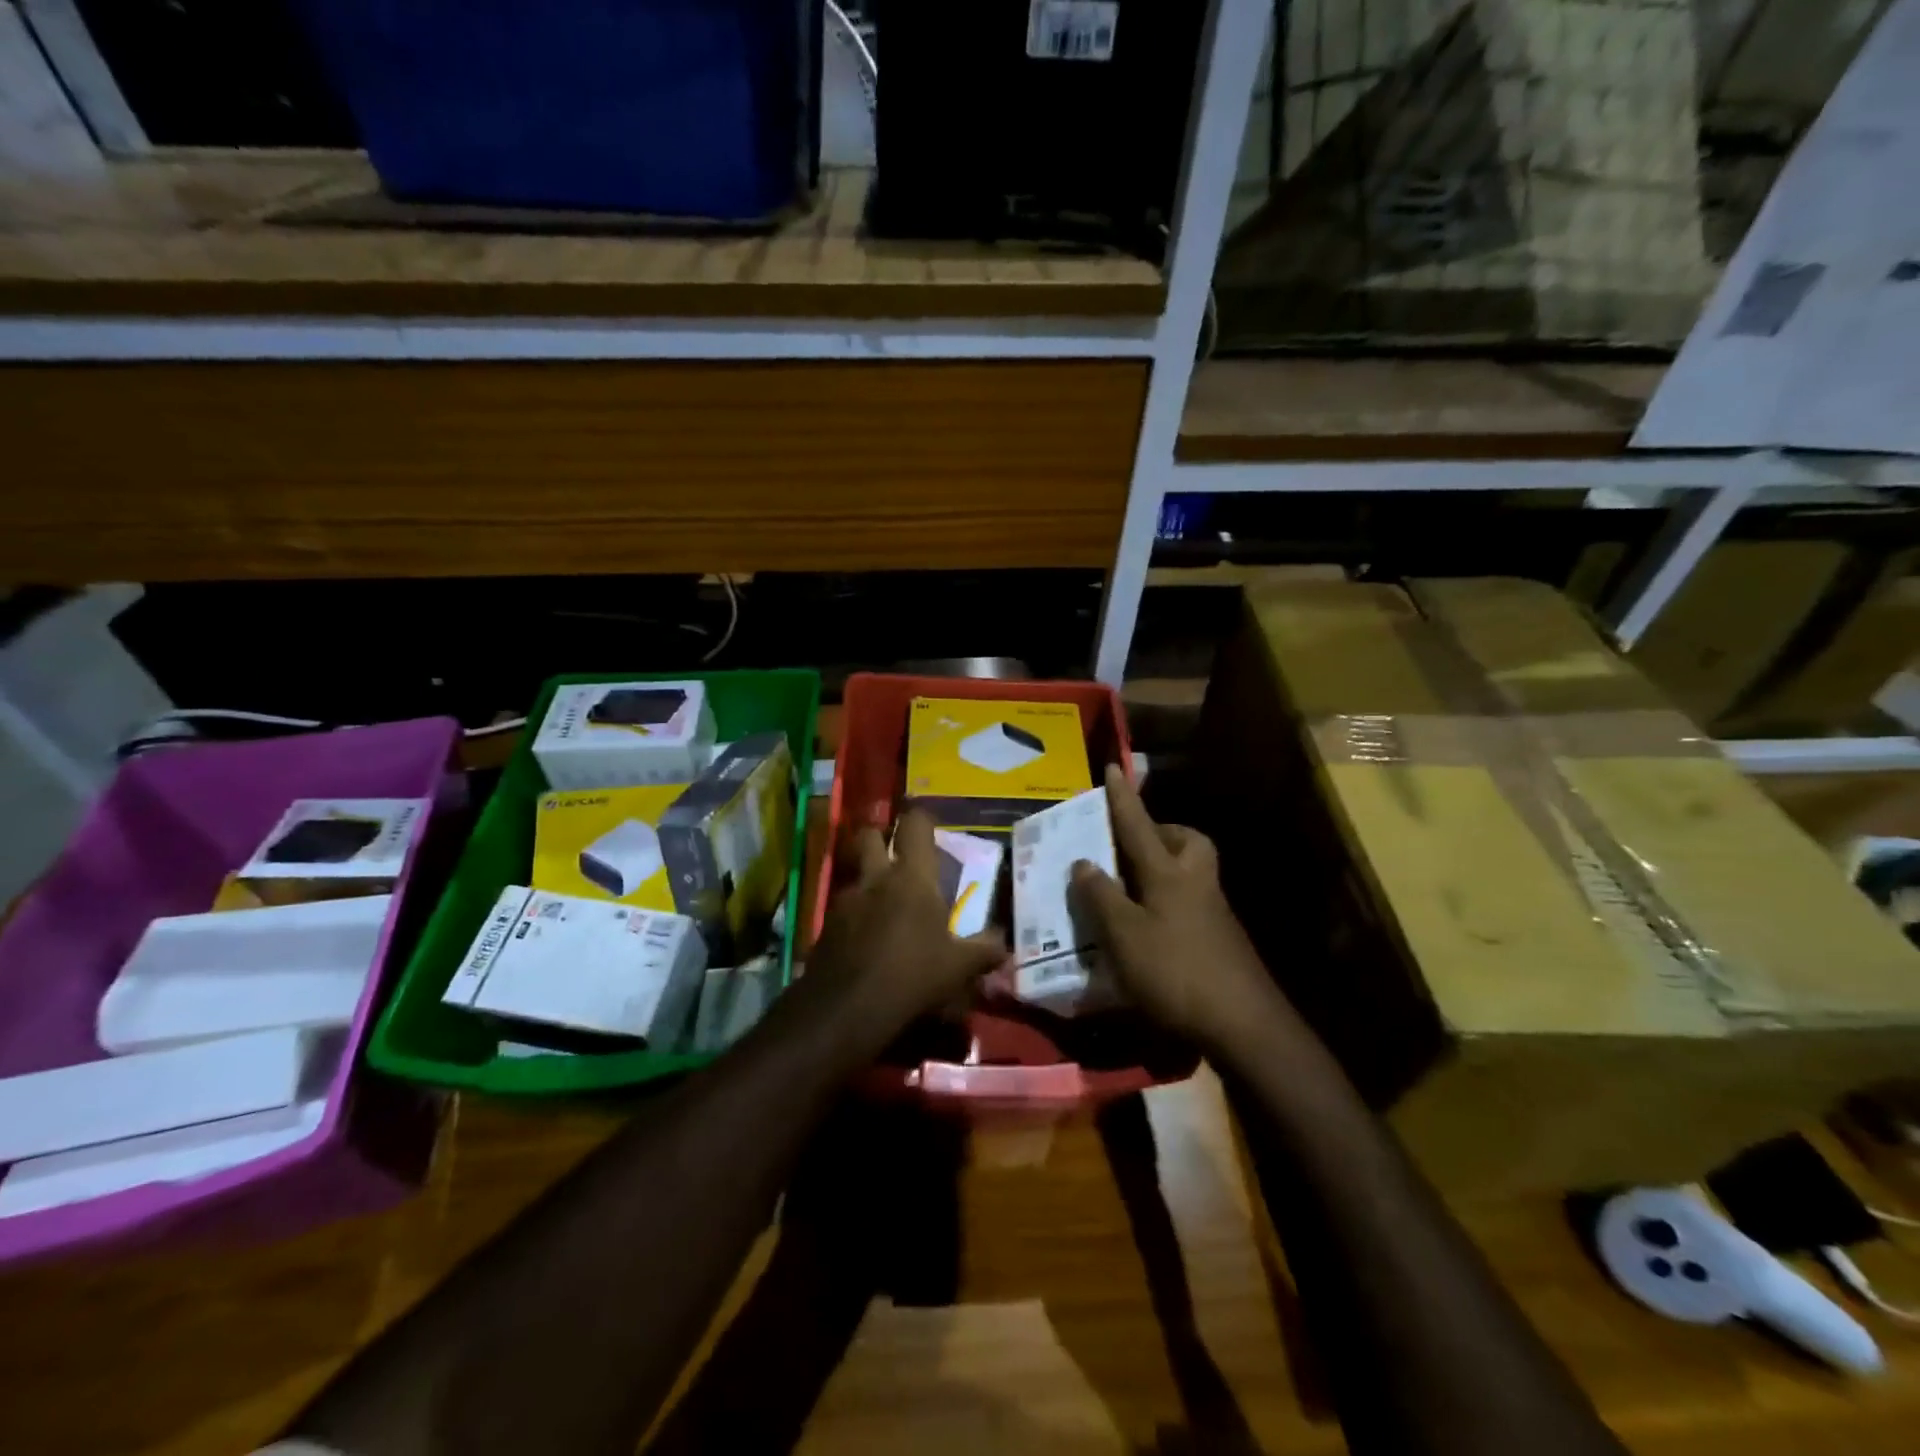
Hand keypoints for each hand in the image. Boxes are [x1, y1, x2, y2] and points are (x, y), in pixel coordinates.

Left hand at [806, 809, 1007, 1048]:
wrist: (846, 1009)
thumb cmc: (912, 975)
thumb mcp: (959, 967)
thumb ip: (984, 950)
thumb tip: (1004, 944)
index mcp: (911, 876)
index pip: (915, 825)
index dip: (922, 819)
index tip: (930, 828)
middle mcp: (875, 878)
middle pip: (869, 835)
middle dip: (880, 838)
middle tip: (896, 857)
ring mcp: (845, 901)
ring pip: (854, 873)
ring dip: (867, 880)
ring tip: (884, 904)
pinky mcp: (825, 926)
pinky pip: (842, 908)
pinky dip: (854, 915)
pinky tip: (865, 939)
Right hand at [1070, 764, 1278, 1046]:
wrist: (1244, 1024)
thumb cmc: (1175, 972)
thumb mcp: (1124, 936)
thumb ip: (1102, 897)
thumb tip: (1083, 862)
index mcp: (1168, 874)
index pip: (1138, 826)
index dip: (1122, 799)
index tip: (1113, 768)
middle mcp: (1195, 883)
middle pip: (1186, 841)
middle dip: (1161, 832)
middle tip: (1132, 845)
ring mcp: (1214, 911)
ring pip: (1191, 871)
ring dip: (1165, 867)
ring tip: (1131, 887)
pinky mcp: (1221, 939)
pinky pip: (1191, 901)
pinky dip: (1169, 901)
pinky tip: (1149, 927)